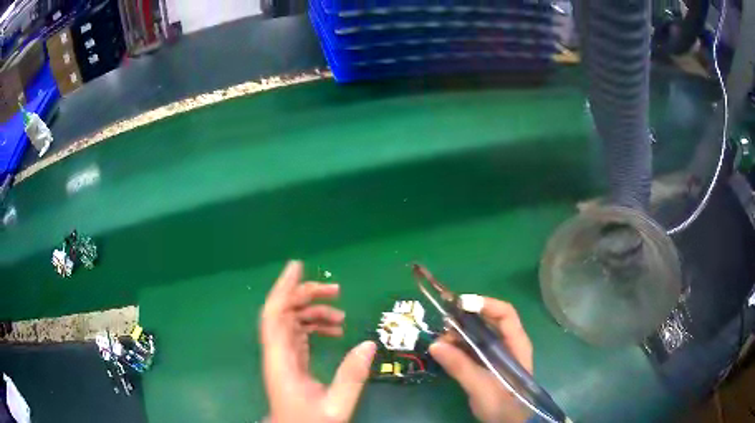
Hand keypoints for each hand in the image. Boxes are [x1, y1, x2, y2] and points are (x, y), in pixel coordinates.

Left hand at [260, 260, 376, 422]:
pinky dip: (313, 326)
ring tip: (341, 316)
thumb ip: (352, 376)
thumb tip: (368, 343)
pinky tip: (333, 330)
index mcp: (280, 361)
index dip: (283, 289)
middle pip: (283, 313)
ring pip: (291, 322)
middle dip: (306, 296)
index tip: (298, 267)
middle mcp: (277, 354)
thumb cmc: (310, 422)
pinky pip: (297, 334)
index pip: (274, 316)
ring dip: (312, 312)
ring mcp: (282, 357)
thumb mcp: (337, 404)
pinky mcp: (290, 362)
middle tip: (336, 291)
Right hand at [429, 297, 533, 422]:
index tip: (460, 304)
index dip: (485, 304)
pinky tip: (445, 351)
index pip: (505, 313)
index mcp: (516, 344)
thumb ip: (460, 367)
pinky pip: (473, 348)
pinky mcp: (488, 365)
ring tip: (441, 341)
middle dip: (467, 319)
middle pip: (490, 321)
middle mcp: (508, 344)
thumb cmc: (502, 404)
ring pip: (479, 334)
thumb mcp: (481, 386)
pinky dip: (459, 346)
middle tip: (444, 325)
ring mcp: (498, 355)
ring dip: (460, 333)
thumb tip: (434, 344)